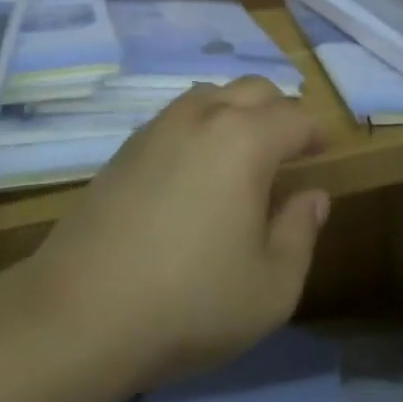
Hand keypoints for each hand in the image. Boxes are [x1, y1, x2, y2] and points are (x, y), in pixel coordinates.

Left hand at [24, 77, 330, 392]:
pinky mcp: (126, 147)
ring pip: (212, 94)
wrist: (80, 312)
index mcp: (245, 139)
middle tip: (288, 150)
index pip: (295, 117)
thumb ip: (301, 233)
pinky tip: (194, 169)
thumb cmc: (190, 302)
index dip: (316, 134)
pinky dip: (200, 126)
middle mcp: (203, 116)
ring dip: (237, 111)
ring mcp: (158, 126)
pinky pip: (177, 116)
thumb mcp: (271, 287)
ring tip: (242, 154)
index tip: (322, 154)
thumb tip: (312, 196)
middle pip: (254, 89)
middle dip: (279, 112)